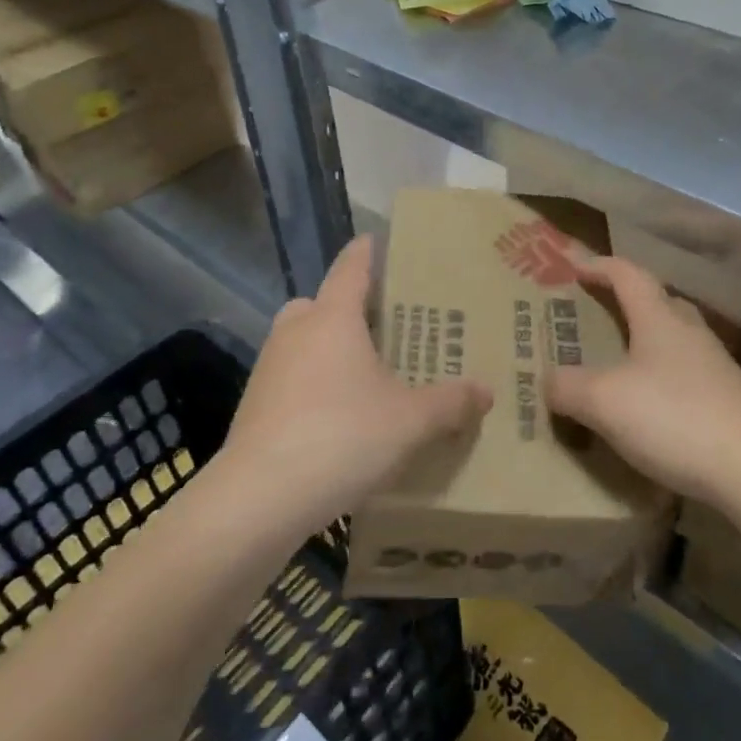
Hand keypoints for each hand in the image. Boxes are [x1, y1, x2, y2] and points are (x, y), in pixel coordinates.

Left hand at [221, 236, 491, 534]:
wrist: (258, 499)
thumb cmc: (342, 437)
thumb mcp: (411, 421)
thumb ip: (451, 403)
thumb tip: (486, 392)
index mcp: (333, 318)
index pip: (351, 268)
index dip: (367, 252)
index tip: (377, 240)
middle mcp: (296, 332)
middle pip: (321, 304)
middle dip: (348, 310)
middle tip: (383, 328)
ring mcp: (268, 369)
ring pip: (303, 343)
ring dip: (328, 351)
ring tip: (365, 379)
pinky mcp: (253, 407)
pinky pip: (291, 380)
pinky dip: (312, 387)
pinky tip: (337, 420)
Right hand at [548, 256, 740, 507]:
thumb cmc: (674, 418)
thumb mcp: (604, 402)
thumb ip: (568, 387)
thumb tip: (549, 381)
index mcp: (659, 319)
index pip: (629, 275)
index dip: (601, 266)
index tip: (576, 267)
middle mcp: (690, 333)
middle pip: (659, 301)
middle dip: (628, 300)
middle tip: (600, 311)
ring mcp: (715, 366)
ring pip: (676, 338)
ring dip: (648, 339)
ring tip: (622, 360)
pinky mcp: (729, 400)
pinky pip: (687, 373)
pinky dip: (663, 376)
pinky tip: (651, 405)